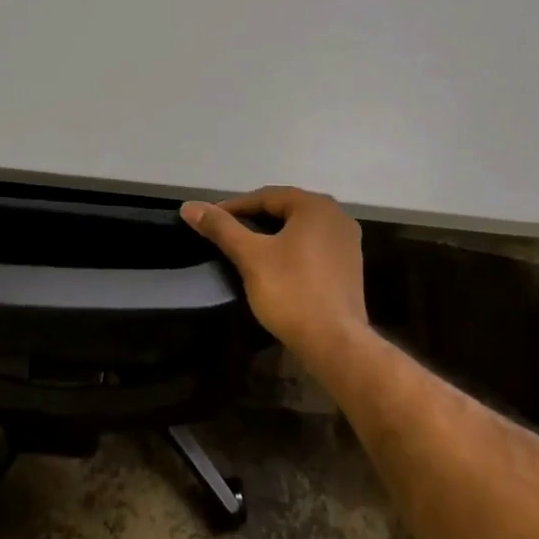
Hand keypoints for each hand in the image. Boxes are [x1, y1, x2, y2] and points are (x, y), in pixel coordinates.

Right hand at [180, 187, 369, 365]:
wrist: (334, 342)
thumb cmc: (291, 291)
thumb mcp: (250, 256)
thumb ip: (221, 228)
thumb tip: (189, 207)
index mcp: (316, 206)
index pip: (266, 196)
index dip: (234, 206)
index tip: (209, 219)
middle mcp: (337, 216)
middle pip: (285, 210)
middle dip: (254, 219)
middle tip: (225, 232)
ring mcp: (347, 242)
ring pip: (300, 229)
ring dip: (272, 235)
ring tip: (245, 248)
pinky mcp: (349, 267)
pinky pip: (313, 247)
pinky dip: (291, 250)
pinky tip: (274, 266)